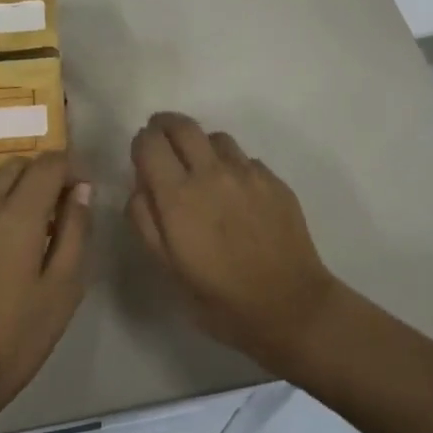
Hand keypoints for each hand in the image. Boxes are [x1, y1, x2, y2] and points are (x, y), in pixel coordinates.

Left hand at [0, 152, 91, 432]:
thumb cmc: (17, 337)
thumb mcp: (62, 288)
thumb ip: (75, 230)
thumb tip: (81, 189)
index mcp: (17, 216)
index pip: (48, 164)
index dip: (71, 169)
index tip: (84, 193)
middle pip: (19, 164)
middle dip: (45, 174)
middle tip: (63, 209)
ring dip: (19, 183)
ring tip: (35, 220)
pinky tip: (6, 231)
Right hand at [129, 112, 339, 375]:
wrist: (292, 308)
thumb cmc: (221, 299)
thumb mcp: (168, 269)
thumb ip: (145, 221)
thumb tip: (140, 187)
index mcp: (178, 197)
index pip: (150, 142)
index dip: (141, 143)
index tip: (142, 157)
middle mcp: (211, 173)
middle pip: (182, 125)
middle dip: (165, 126)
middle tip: (162, 142)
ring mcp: (247, 173)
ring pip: (215, 137)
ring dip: (200, 146)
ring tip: (201, 169)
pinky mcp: (274, 180)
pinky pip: (244, 159)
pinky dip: (231, 166)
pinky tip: (235, 194)